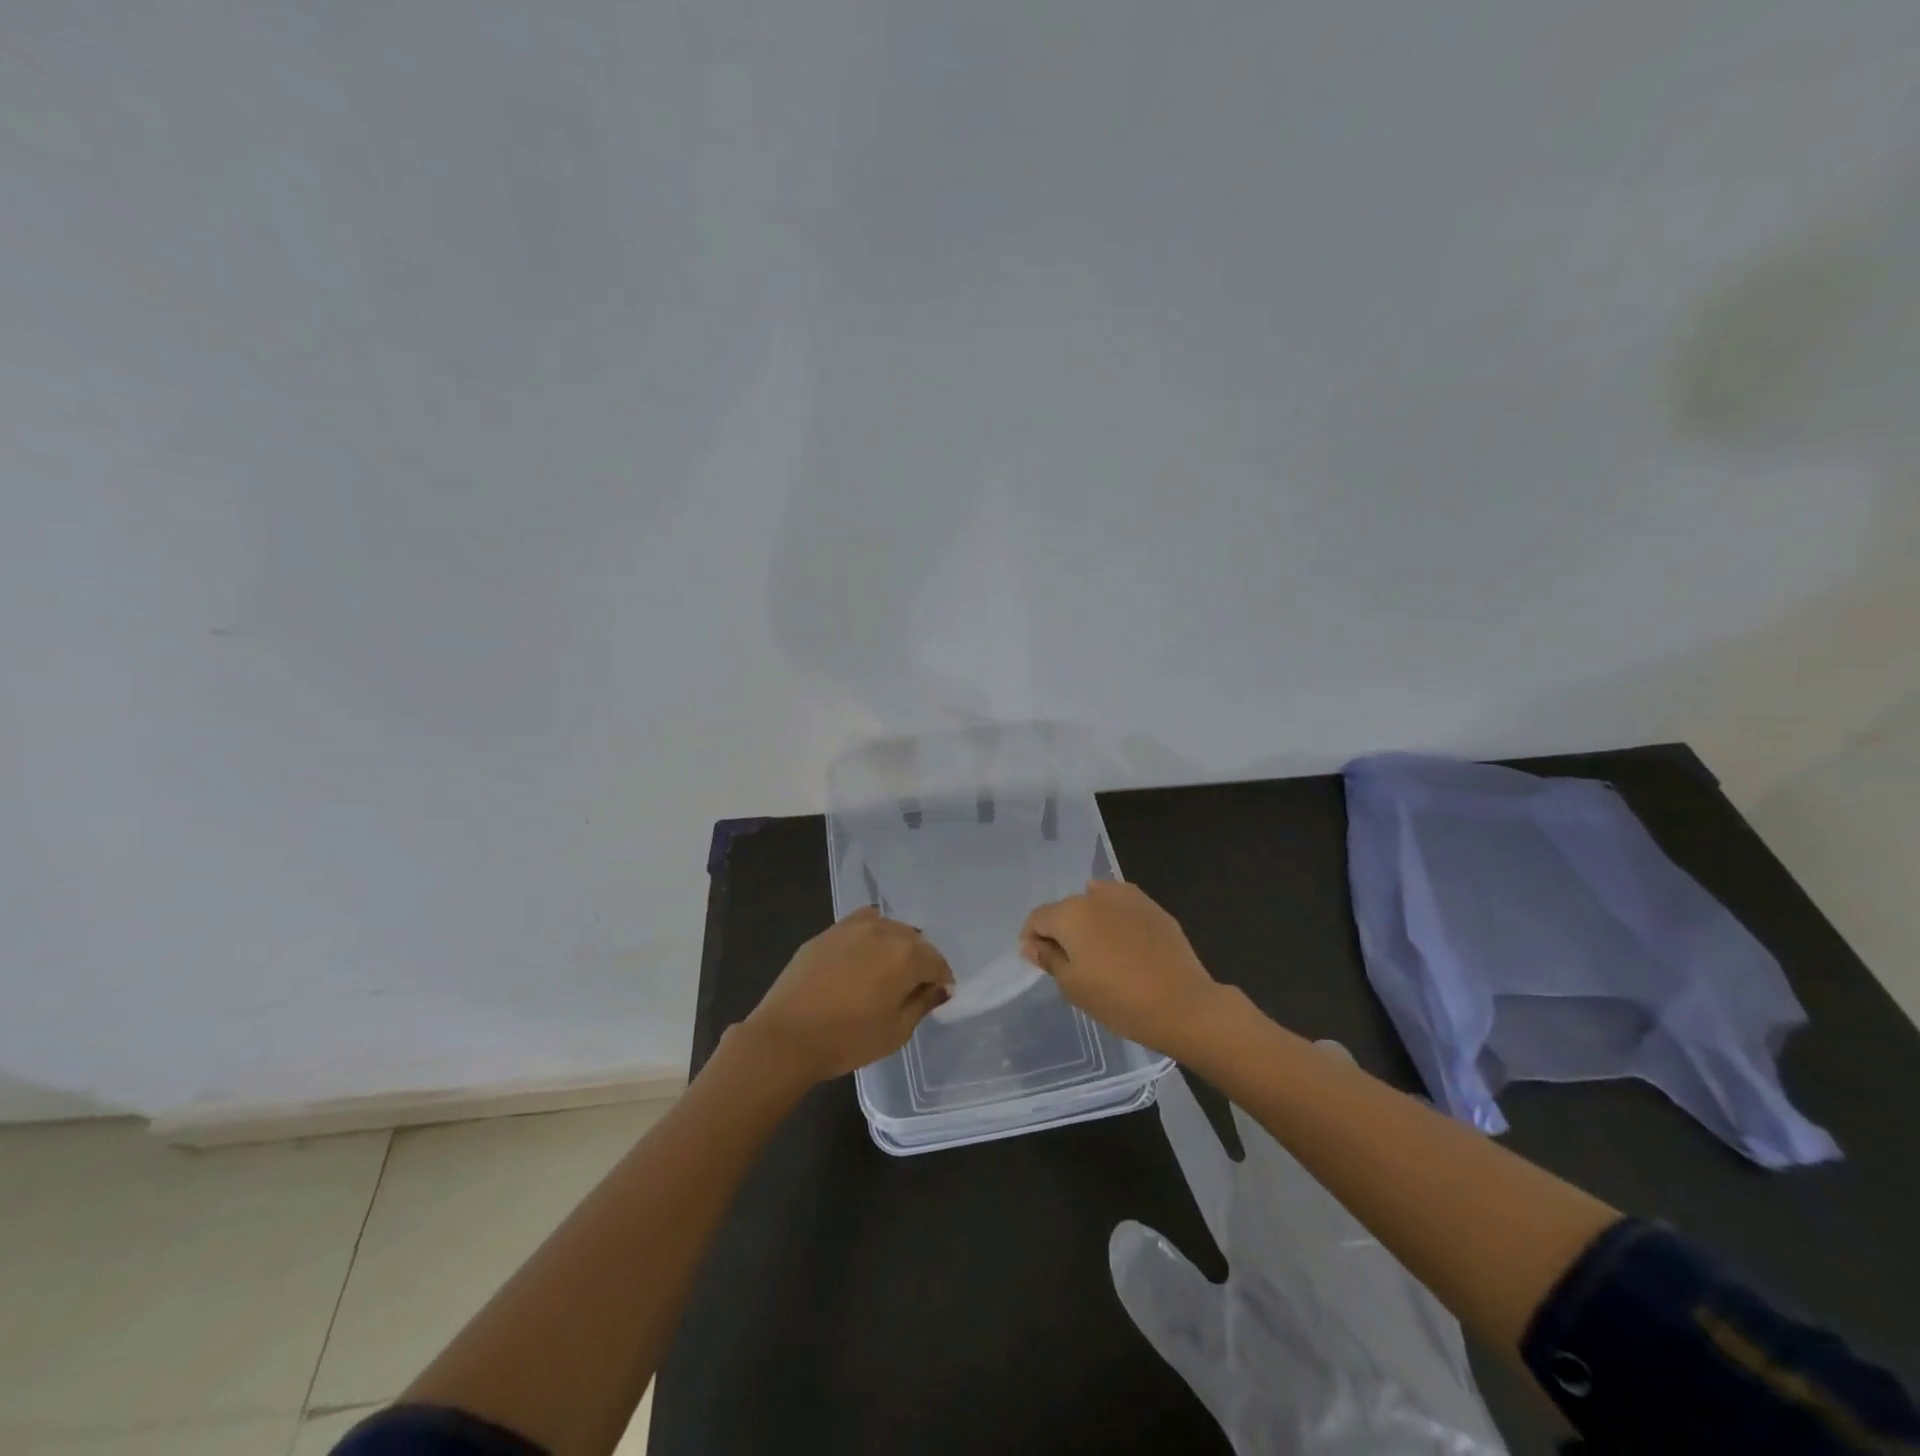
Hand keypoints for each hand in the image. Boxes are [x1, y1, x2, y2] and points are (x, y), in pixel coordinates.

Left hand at [743, 907, 954, 1085]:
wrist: (786, 1036)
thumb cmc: (848, 1040)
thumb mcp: (897, 1031)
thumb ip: (922, 1003)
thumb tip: (937, 988)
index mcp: (907, 955)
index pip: (937, 963)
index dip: (940, 981)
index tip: (934, 997)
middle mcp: (884, 931)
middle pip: (915, 941)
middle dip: (919, 962)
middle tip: (909, 988)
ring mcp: (853, 927)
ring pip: (888, 929)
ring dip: (894, 946)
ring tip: (883, 972)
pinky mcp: (828, 932)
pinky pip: (860, 924)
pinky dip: (869, 935)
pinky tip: (861, 955)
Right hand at [1020, 881, 1223, 1057]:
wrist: (1183, 1005)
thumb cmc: (1119, 1000)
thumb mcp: (1073, 986)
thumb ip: (1048, 959)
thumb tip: (1030, 943)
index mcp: (1070, 914)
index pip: (1038, 918)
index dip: (1032, 938)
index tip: (1040, 961)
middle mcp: (1096, 896)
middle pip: (1066, 909)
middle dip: (1062, 931)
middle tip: (1071, 963)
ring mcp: (1128, 898)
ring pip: (1095, 903)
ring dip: (1090, 922)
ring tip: (1100, 952)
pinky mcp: (1153, 908)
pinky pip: (1122, 906)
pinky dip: (1115, 918)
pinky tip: (1123, 942)